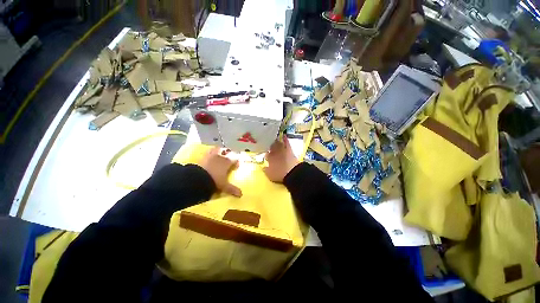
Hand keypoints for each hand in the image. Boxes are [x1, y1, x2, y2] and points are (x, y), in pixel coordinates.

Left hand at [199, 148, 241, 196]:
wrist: (198, 178)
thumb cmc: (214, 181)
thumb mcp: (224, 186)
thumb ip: (232, 189)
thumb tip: (241, 194)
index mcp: (227, 163)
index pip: (234, 160)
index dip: (236, 162)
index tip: (236, 166)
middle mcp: (220, 157)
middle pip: (226, 152)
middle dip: (228, 154)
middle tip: (227, 157)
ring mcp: (211, 156)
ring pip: (216, 149)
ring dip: (218, 150)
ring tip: (218, 153)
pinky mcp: (202, 157)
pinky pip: (207, 152)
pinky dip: (209, 153)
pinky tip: (208, 156)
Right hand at [263, 137, 299, 182]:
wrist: (292, 172)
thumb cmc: (280, 174)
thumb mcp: (270, 175)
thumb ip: (265, 170)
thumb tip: (263, 167)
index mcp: (269, 158)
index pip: (266, 154)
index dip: (266, 155)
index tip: (266, 155)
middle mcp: (274, 153)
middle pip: (271, 147)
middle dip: (269, 146)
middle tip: (269, 145)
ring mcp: (282, 150)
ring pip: (277, 143)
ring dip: (275, 141)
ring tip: (274, 140)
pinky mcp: (289, 149)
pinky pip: (286, 142)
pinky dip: (285, 138)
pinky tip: (284, 135)